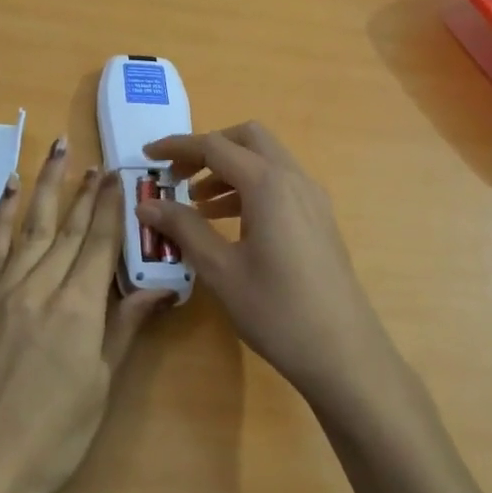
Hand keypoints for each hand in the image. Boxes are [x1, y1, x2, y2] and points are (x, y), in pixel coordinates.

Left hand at [0, 138, 172, 492]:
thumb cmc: (48, 441)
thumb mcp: (99, 389)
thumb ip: (122, 330)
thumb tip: (157, 289)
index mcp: (78, 311)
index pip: (100, 245)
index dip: (111, 208)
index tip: (119, 176)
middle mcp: (40, 289)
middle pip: (68, 230)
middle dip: (85, 192)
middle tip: (97, 161)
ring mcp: (1, 293)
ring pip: (31, 228)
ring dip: (47, 188)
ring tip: (58, 153)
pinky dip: (3, 217)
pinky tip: (11, 191)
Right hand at [136, 122, 396, 408]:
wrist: (344, 353)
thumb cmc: (276, 311)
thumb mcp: (220, 270)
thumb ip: (183, 228)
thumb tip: (147, 205)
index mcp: (268, 184)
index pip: (215, 146)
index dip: (177, 147)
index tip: (147, 156)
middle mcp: (294, 179)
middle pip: (248, 139)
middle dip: (208, 149)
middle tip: (177, 176)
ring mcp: (312, 199)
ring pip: (266, 161)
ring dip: (228, 170)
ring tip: (196, 205)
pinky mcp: (319, 219)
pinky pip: (280, 185)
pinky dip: (249, 189)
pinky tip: (229, 223)